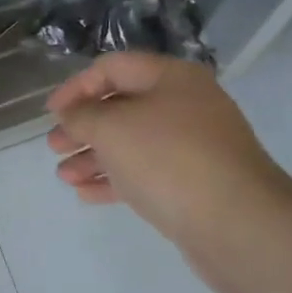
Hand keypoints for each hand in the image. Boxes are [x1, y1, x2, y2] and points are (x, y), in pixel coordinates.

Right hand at [47, 53, 291, 292]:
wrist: (240, 225)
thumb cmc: (169, 160)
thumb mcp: (112, 128)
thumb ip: (82, 115)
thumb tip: (71, 114)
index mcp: (172, 78)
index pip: (113, 67)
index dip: (76, 86)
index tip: (51, 113)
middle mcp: (186, 106)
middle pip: (122, 107)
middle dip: (83, 126)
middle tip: (54, 146)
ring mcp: (194, 147)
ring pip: (133, 143)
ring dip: (94, 156)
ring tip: (64, 176)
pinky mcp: (196, 184)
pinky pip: (147, 173)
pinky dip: (116, 180)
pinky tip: (86, 194)